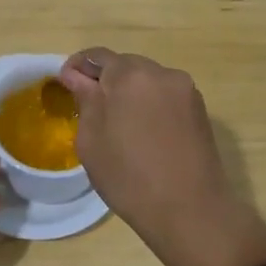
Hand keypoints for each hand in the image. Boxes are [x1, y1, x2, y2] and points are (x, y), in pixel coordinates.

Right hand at [59, 48, 265, 265]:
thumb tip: (76, 76)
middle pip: (124, 65)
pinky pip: (165, 95)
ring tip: (120, 123)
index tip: (66, 86)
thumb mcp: (91, 140)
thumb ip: (84, 99)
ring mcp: (184, 89)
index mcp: (128, 75)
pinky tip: (144, 131)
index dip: (77, 67)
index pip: (96, 56)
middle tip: (91, 108)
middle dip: (105, 80)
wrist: (189, 209)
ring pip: (147, 80)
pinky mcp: (199, 108)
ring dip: (130, 92)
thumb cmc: (128, 177)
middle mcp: (160, 72)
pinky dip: (150, 104)